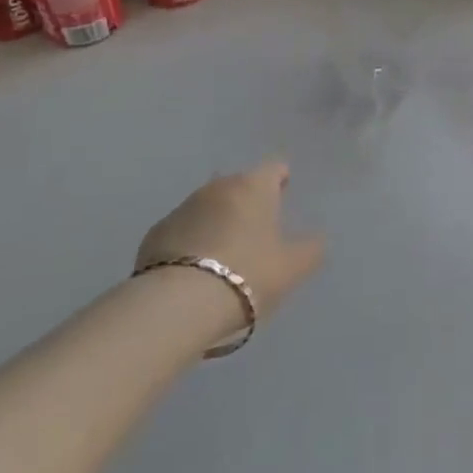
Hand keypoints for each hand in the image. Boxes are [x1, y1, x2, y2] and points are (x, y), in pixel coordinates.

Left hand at [137, 161, 326, 327]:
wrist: (178, 303)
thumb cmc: (247, 274)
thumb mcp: (292, 268)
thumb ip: (311, 249)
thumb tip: (317, 239)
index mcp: (253, 187)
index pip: (274, 168)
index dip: (281, 180)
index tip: (284, 194)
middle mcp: (218, 187)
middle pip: (239, 186)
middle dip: (248, 202)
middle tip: (257, 230)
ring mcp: (183, 208)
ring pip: (209, 207)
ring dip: (218, 221)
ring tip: (225, 253)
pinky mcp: (155, 233)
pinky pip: (183, 230)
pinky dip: (192, 242)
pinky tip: (195, 269)